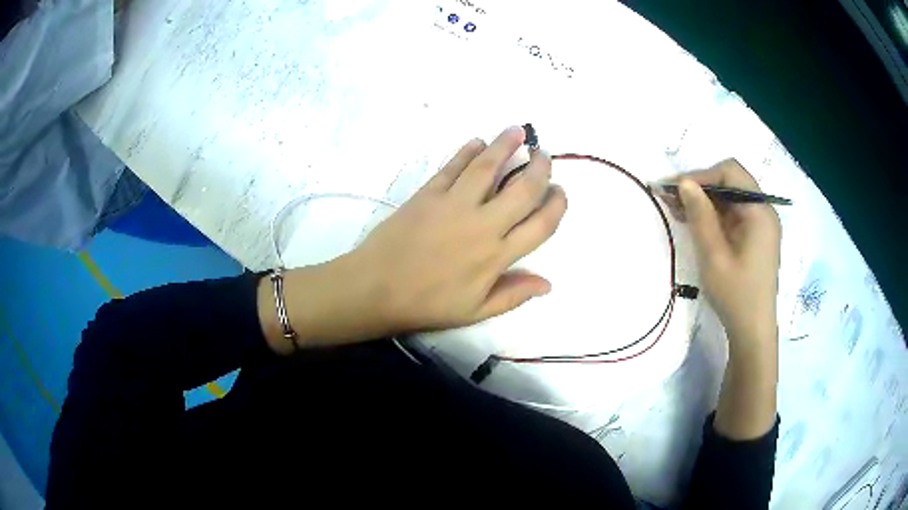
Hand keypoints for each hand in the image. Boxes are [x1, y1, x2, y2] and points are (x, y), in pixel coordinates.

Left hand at [261, 126, 567, 350]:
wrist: (376, 288)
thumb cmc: (427, 304)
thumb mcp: (475, 311)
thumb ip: (513, 295)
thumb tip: (548, 283)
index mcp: (497, 256)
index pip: (541, 225)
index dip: (557, 205)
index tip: (560, 192)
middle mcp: (483, 224)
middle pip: (523, 189)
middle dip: (540, 168)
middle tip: (543, 155)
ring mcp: (454, 204)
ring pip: (488, 167)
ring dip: (505, 145)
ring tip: (517, 131)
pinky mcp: (429, 193)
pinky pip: (453, 166)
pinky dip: (467, 151)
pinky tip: (477, 142)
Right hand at [672, 159, 780, 345]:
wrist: (752, 331)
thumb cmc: (735, 295)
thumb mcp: (714, 255)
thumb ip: (700, 216)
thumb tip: (684, 182)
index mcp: (759, 212)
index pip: (730, 173)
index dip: (701, 175)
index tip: (674, 188)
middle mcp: (763, 211)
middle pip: (730, 182)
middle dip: (700, 186)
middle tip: (671, 197)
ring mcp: (760, 224)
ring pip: (729, 198)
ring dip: (704, 200)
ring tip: (676, 208)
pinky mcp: (754, 236)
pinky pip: (732, 214)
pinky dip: (712, 214)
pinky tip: (693, 221)